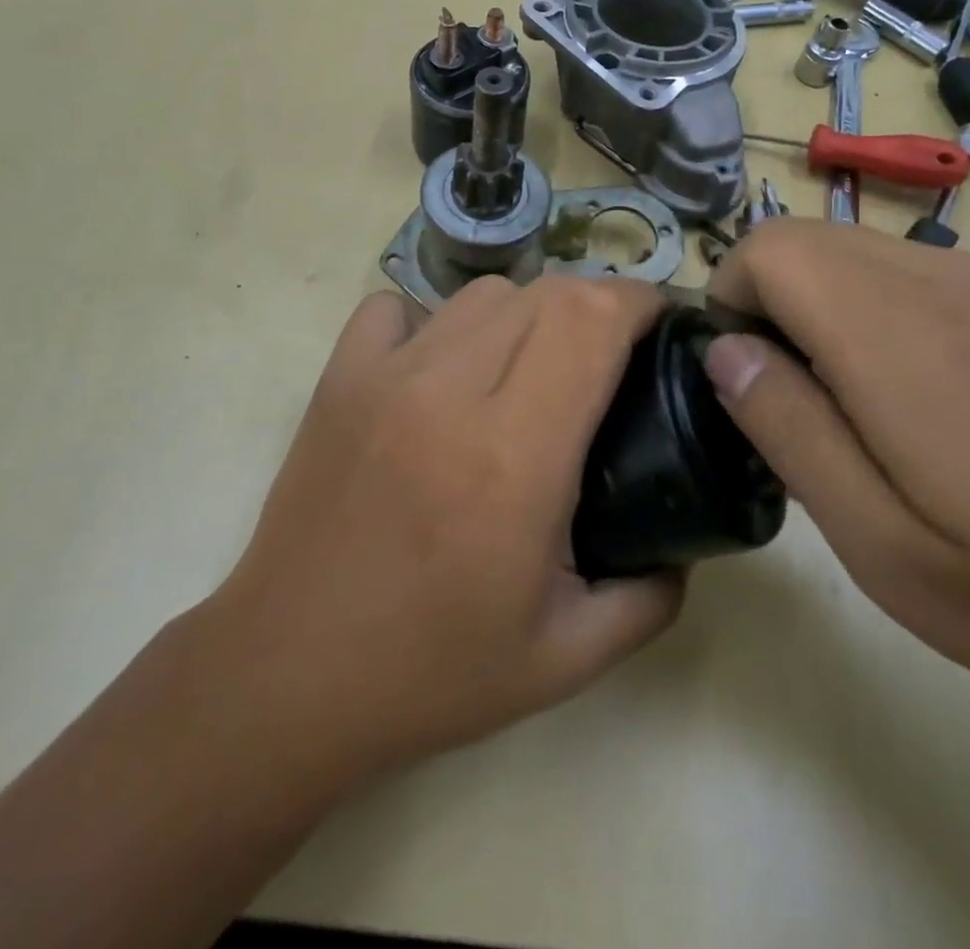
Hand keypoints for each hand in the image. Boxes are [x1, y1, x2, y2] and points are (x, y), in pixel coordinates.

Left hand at [204, 276, 683, 787]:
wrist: (286, 676)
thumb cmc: (430, 672)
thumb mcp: (566, 657)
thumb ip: (649, 599)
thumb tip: (683, 547)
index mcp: (515, 457)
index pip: (592, 322)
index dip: (641, 302)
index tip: (664, 323)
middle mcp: (451, 395)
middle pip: (547, 294)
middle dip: (599, 305)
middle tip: (612, 355)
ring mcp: (385, 377)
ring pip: (482, 294)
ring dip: (527, 313)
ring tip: (533, 365)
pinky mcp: (338, 379)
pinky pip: (399, 308)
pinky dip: (437, 321)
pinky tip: (443, 369)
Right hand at [702, 218, 969, 736]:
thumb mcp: (886, 548)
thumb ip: (790, 431)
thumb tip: (723, 351)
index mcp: (898, 332)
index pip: (767, 249)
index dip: (728, 302)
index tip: (744, 383)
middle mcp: (939, 280)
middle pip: (801, 240)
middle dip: (763, 304)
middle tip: (786, 406)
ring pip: (847, 251)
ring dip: (811, 308)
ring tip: (842, 411)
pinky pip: (899, 273)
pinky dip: (862, 311)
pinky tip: (904, 400)